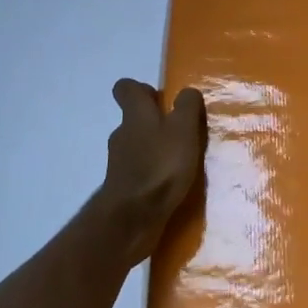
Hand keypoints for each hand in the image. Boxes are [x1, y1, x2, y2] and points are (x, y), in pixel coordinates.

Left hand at [97, 79, 207, 263]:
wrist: (132, 219)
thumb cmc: (160, 166)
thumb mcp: (183, 129)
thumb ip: (187, 107)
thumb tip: (187, 92)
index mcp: (135, 114)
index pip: (126, 88)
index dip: (142, 89)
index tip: (162, 99)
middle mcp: (123, 134)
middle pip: (135, 119)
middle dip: (157, 122)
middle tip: (183, 132)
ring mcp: (120, 163)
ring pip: (138, 146)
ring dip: (157, 150)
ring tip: (183, 162)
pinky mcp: (124, 188)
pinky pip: (140, 172)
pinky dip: (154, 174)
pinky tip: (173, 185)